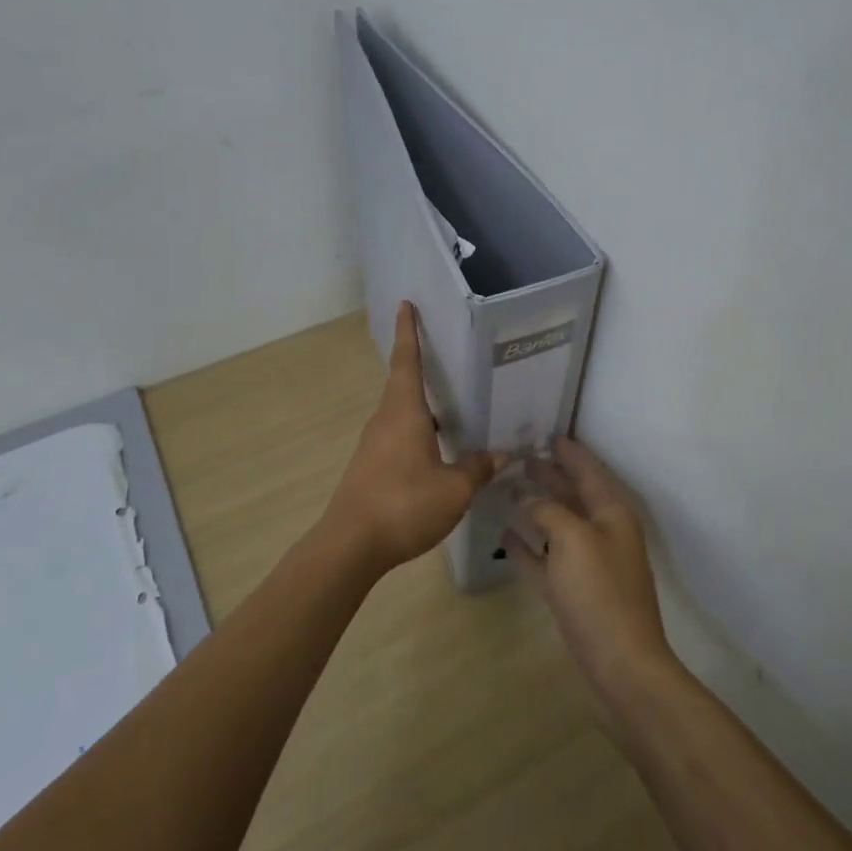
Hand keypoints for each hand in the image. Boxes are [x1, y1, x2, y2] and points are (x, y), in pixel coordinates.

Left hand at [324, 302, 502, 572]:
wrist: (351, 545)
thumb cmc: (404, 505)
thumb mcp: (454, 489)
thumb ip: (478, 468)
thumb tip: (501, 454)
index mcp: (404, 412)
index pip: (407, 361)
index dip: (408, 332)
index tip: (405, 305)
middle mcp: (385, 420)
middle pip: (404, 386)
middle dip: (422, 369)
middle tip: (449, 360)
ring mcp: (374, 445)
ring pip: (402, 415)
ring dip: (423, 408)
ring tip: (453, 409)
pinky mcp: (370, 467)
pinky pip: (398, 437)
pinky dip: (418, 434)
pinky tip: (438, 452)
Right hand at [505, 438, 677, 698]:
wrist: (620, 662)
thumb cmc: (600, 592)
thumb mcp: (573, 538)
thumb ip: (548, 511)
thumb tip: (528, 497)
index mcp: (612, 514)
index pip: (590, 471)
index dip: (570, 452)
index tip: (548, 434)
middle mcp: (602, 532)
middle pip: (573, 495)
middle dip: (550, 475)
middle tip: (520, 456)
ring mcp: (587, 563)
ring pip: (558, 525)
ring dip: (536, 507)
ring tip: (509, 488)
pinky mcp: (572, 591)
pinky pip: (546, 559)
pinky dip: (528, 546)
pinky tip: (505, 534)